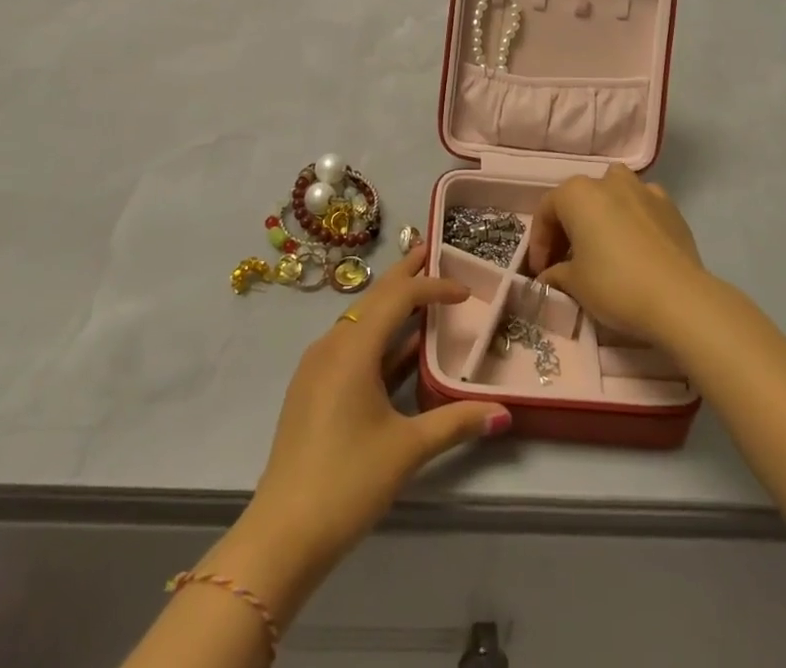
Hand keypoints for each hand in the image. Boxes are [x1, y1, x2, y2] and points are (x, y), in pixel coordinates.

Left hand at [246, 246, 511, 565]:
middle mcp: (332, 345)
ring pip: (360, 321)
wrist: (281, 535)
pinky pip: (350, 344)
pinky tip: (396, 349)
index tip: (466, 291)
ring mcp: (317, 367)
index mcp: (353, 348)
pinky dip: (377, 335)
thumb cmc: (348, 482)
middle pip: (374, 298)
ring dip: (391, 305)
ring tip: (420, 294)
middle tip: (431, 251)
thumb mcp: (407, 450)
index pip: (398, 298)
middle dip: (405, 275)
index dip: (433, 287)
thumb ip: (456, 422)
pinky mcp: (312, 389)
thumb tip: (504, 413)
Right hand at [527, 164, 706, 344]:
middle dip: (568, 228)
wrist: (679, 298)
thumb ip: (555, 274)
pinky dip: (633, 219)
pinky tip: (635, 246)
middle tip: (566, 262)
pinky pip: (642, 206)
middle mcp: (608, 181)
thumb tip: (549, 275)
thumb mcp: (574, 284)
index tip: (541, 271)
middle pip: (579, 200)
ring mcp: (643, 190)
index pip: (546, 211)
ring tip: (602, 245)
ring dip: (602, 214)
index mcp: (577, 193)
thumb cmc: (615, 284)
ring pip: (613, 193)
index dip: (539, 242)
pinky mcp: (670, 207)